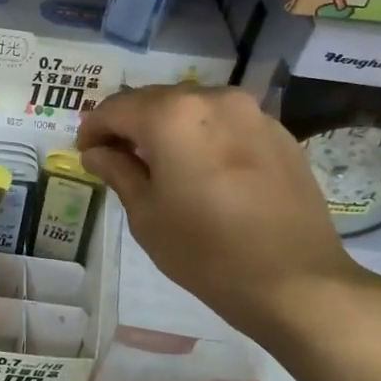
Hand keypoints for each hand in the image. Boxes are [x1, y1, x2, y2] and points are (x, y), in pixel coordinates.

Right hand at [76, 85, 371, 341]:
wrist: (295, 281)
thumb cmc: (205, 251)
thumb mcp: (146, 215)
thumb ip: (118, 171)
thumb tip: (97, 152)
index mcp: (172, 115)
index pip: (116, 108)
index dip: (94, 128)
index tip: (85, 151)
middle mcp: (212, 99)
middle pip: (155, 100)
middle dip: (130, 124)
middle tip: (116, 156)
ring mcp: (252, 113)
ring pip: (193, 108)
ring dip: (168, 127)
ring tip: (160, 163)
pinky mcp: (279, 133)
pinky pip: (226, 123)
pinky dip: (203, 136)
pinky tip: (202, 169)